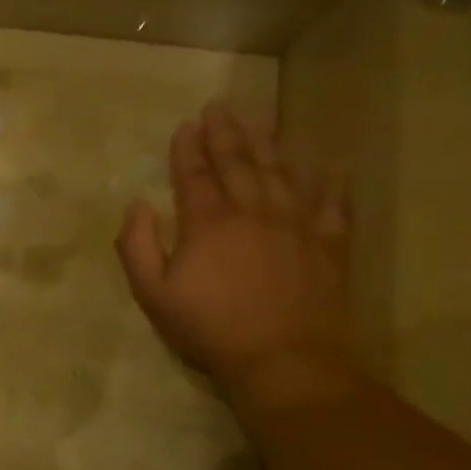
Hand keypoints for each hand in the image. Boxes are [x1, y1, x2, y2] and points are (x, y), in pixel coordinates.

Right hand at [115, 102, 356, 396]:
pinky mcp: (329, 248)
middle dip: (226, 134)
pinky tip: (334, 165)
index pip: (194, 176)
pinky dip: (334, 184)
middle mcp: (254, 214)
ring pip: (282, 174)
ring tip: (258, 119)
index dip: (187, 149)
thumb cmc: (208, 327)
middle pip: (239, 164)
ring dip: (268, 144)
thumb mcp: (151, 292)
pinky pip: (334, 207)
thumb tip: (137, 205)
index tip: (185, 125)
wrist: (285, 362)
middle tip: (220, 107)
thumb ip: (136, 245)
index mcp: (208, 224)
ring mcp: (296, 228)